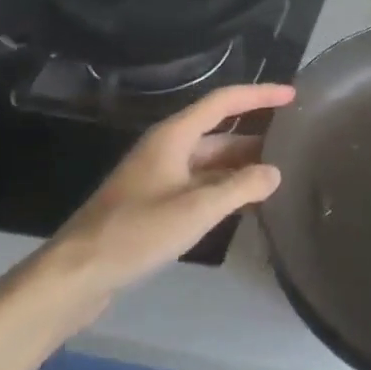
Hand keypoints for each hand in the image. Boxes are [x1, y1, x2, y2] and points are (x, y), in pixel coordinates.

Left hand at [25, 83, 294, 322]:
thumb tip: (275, 172)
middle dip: (256, 135)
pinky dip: (225, 189)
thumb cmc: (136, 232)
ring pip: (211, 162)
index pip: (224, 102)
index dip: (260, 95)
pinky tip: (247, 204)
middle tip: (295, 142)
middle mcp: (167, 149)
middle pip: (219, 132)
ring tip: (279, 174)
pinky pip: (200, 185)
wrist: (76, 274)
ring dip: (242, 166)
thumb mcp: (197, 208)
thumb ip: (241, 187)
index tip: (293, 96)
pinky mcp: (155, 204)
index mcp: (174, 136)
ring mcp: (159, 177)